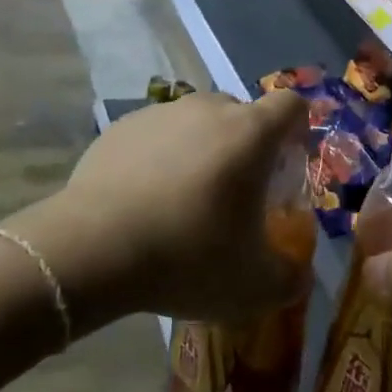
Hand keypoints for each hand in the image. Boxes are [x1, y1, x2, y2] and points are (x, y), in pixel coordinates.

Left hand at [53, 89, 310, 324]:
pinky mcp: (120, 128)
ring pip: (197, 123)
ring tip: (185, 201)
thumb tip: (299, 276)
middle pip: (242, 114)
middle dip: (247, 147)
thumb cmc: (188, 257)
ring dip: (203, 152)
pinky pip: (156, 136)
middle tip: (237, 195)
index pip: (290, 105)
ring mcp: (160, 114)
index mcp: (250, 134)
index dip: (298, 129)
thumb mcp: (254, 286)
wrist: (92, 249)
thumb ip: (290, 278)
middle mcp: (208, 110)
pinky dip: (160, 159)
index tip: (288, 165)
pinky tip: (144, 201)